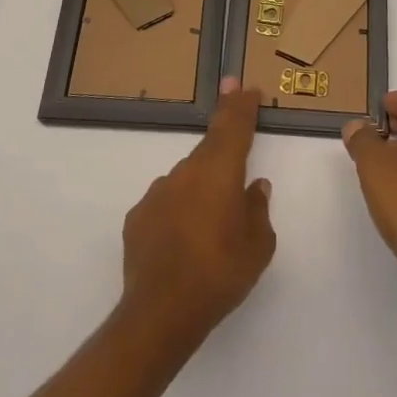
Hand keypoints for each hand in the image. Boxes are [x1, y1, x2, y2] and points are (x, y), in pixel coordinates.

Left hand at [120, 78, 274, 342]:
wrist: (161, 312)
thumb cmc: (221, 272)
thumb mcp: (258, 245)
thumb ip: (258, 209)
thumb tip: (255, 187)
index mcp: (220, 171)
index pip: (233, 126)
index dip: (240, 104)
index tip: (243, 84)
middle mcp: (187, 172)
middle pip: (209, 147)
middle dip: (223, 132)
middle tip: (233, 116)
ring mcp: (158, 193)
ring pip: (187, 178)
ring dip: (202, 185)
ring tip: (211, 216)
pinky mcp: (138, 217)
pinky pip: (167, 203)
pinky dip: (179, 210)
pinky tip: (184, 236)